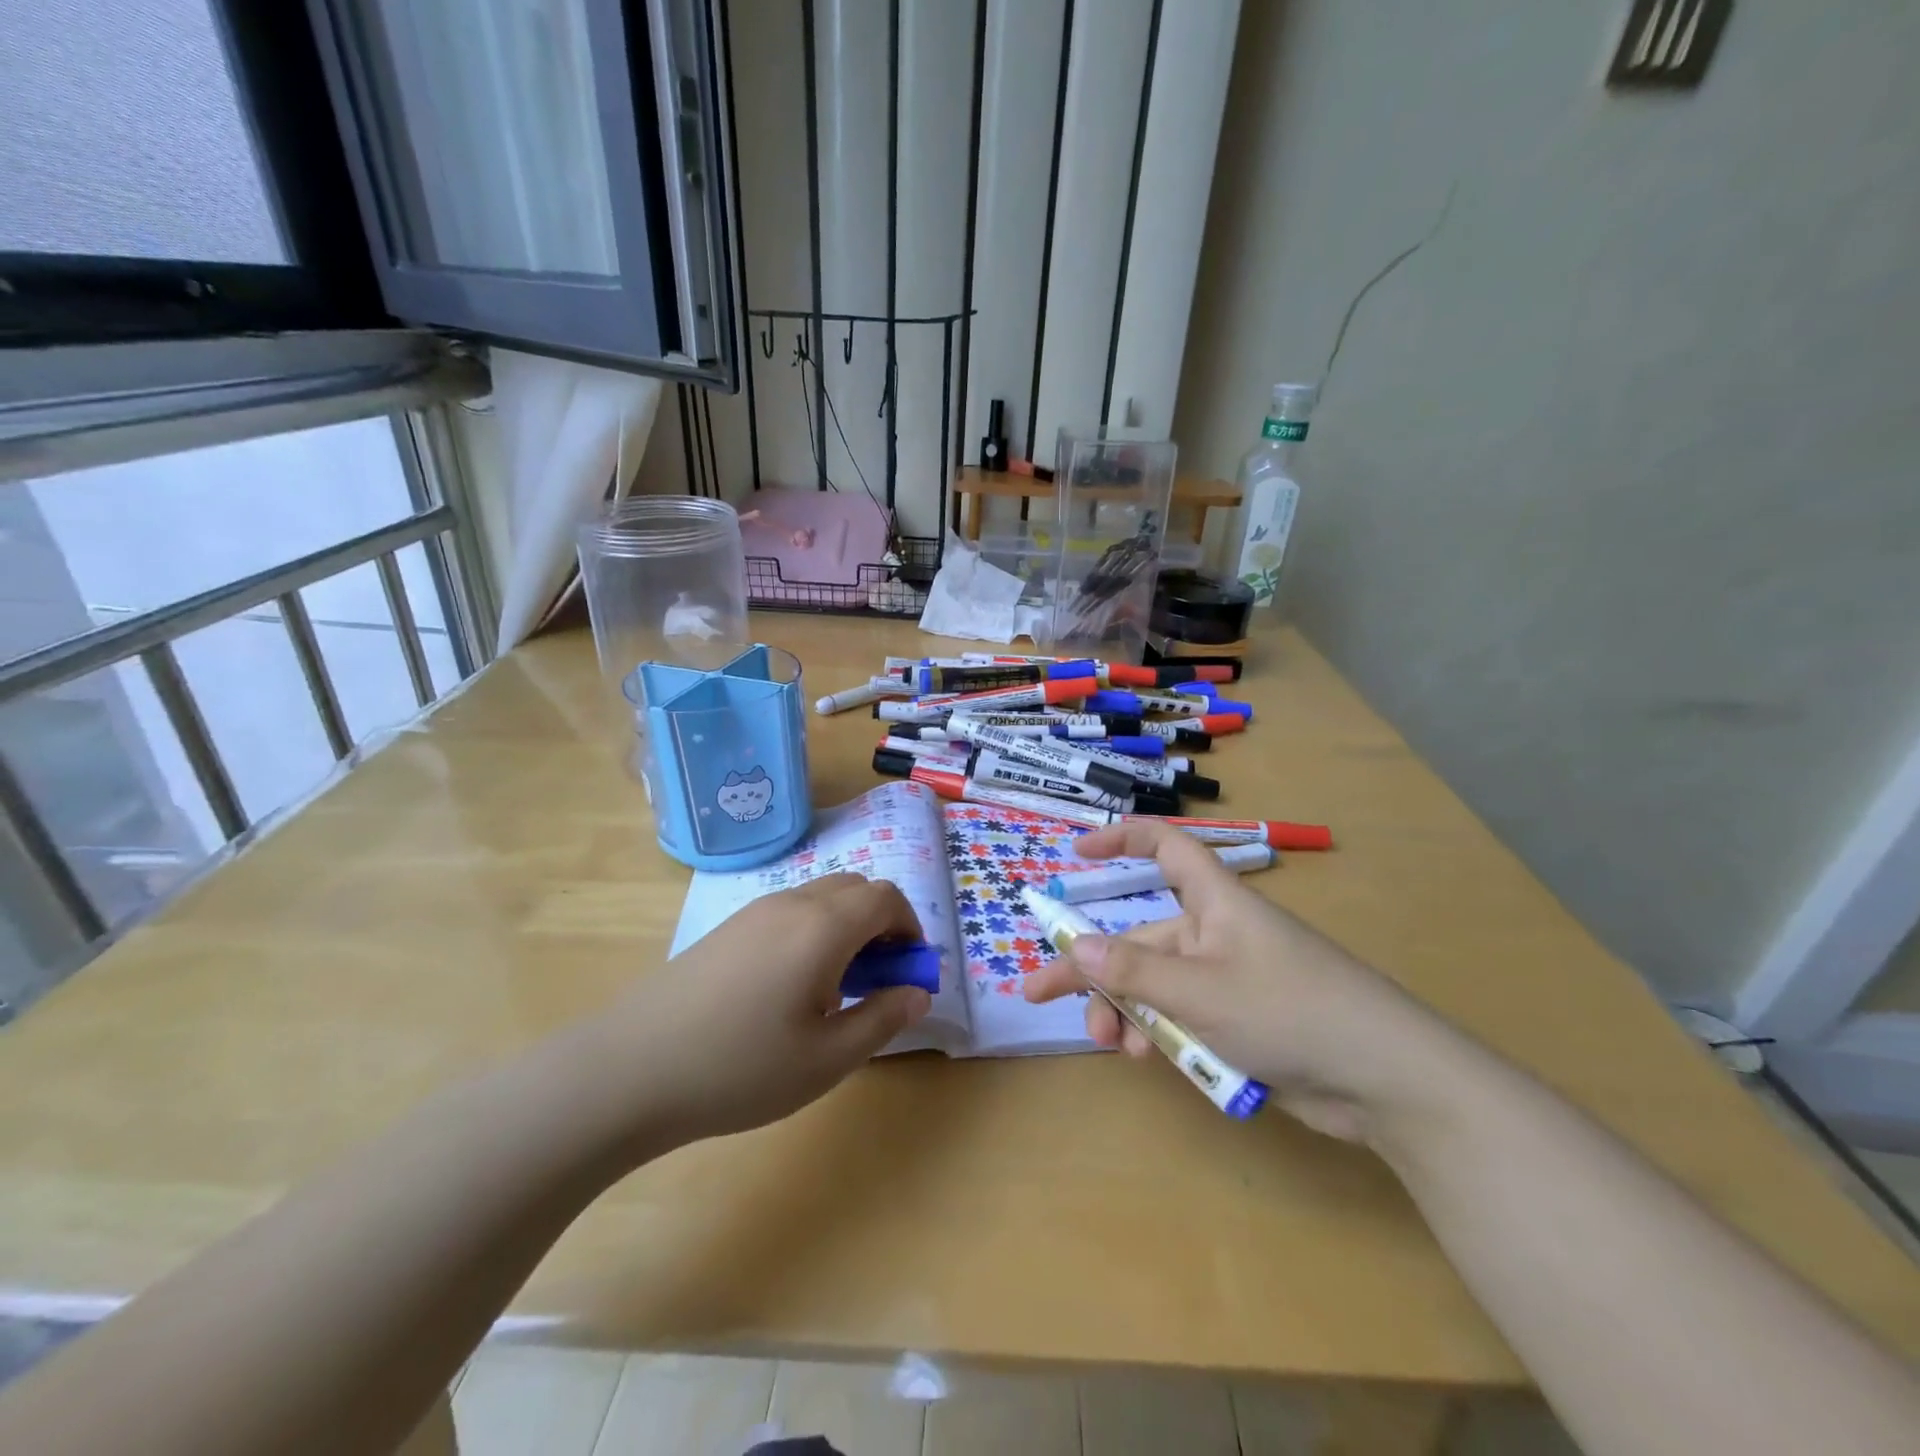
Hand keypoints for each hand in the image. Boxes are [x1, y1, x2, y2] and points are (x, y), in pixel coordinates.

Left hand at [592, 874, 931, 1148]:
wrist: (630, 1069)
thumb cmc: (740, 1068)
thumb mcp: (826, 1059)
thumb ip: (882, 1020)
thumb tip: (918, 993)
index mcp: (823, 926)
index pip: (886, 897)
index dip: (910, 927)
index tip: (908, 971)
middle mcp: (793, 903)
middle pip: (856, 888)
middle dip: (880, 923)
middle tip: (876, 978)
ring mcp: (755, 911)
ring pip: (821, 896)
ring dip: (846, 926)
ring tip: (833, 988)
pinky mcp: (727, 927)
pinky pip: (789, 911)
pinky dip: (813, 930)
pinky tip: (788, 988)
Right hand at [1023, 822, 1461, 1140]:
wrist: (1386, 1080)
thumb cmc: (1289, 1009)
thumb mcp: (1200, 990)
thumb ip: (1134, 971)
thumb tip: (1076, 947)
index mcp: (1214, 902)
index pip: (1163, 847)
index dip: (1121, 840)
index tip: (1077, 852)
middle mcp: (1216, 934)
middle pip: (1140, 938)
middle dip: (1094, 970)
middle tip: (1041, 994)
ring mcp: (1228, 980)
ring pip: (1157, 986)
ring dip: (1126, 1011)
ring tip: (1111, 1046)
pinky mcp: (1241, 1023)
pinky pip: (1184, 1017)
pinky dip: (1161, 1035)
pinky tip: (1153, 1060)